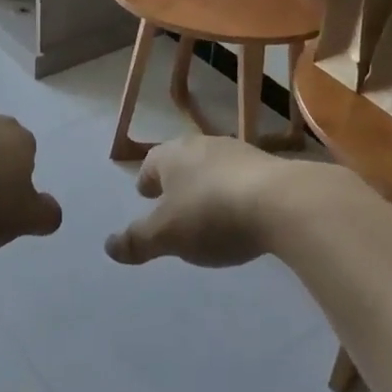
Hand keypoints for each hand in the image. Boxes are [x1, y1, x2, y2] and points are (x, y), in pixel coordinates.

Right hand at [106, 136, 328, 267]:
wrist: (283, 202)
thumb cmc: (212, 214)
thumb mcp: (167, 236)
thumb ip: (137, 241)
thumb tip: (109, 246)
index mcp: (172, 155)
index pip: (151, 163)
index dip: (146, 180)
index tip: (145, 194)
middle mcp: (202, 145)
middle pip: (182, 160)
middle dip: (176, 179)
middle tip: (173, 200)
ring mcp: (238, 152)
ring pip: (213, 166)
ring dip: (207, 183)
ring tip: (208, 208)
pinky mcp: (269, 166)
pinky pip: (242, 178)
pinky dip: (235, 191)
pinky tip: (242, 212)